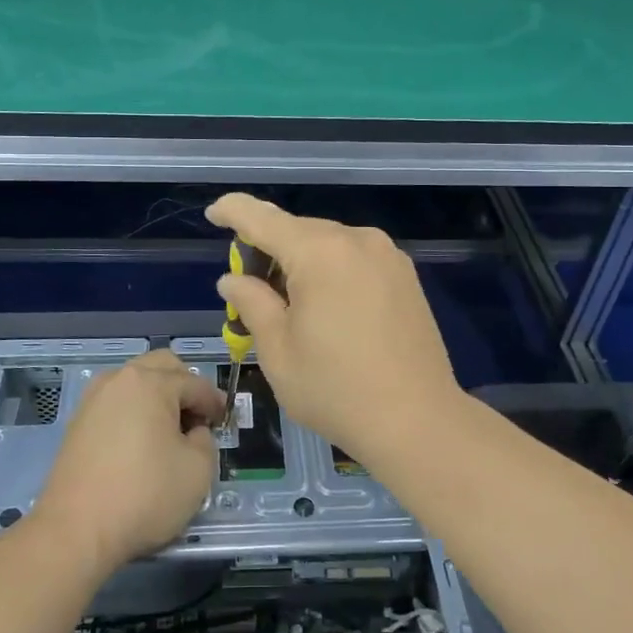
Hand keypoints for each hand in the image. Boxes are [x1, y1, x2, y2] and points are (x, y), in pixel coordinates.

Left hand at [31, 349, 222, 578]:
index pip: (195, 384)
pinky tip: (140, 442)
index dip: (215, 403)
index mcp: (151, 382)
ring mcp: (94, 398)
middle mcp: (120, 379)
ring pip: (136, 381)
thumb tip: (192, 432)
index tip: (224, 422)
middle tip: (197, 419)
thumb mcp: (198, 471)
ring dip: (157, 395)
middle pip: (162, 366)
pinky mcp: (78, 421)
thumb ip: (205, 440)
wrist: (75, 531)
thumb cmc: (144, 495)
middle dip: (185, 386)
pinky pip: (116, 402)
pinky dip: (134, 411)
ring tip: (168, 431)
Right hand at [205, 193, 461, 465]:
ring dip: (301, 262)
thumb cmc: (336, 389)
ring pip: (328, 244)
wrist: (418, 421)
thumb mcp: (278, 351)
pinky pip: (354, 258)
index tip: (213, 213)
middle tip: (250, 289)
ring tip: (291, 307)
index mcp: (319, 252)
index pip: (262, 218)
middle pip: (297, 230)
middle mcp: (356, 240)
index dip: (233, 211)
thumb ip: (251, 303)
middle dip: (268, 250)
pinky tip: (328, 309)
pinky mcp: (405, 275)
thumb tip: (233, 280)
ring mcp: (387, 255)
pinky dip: (331, 270)